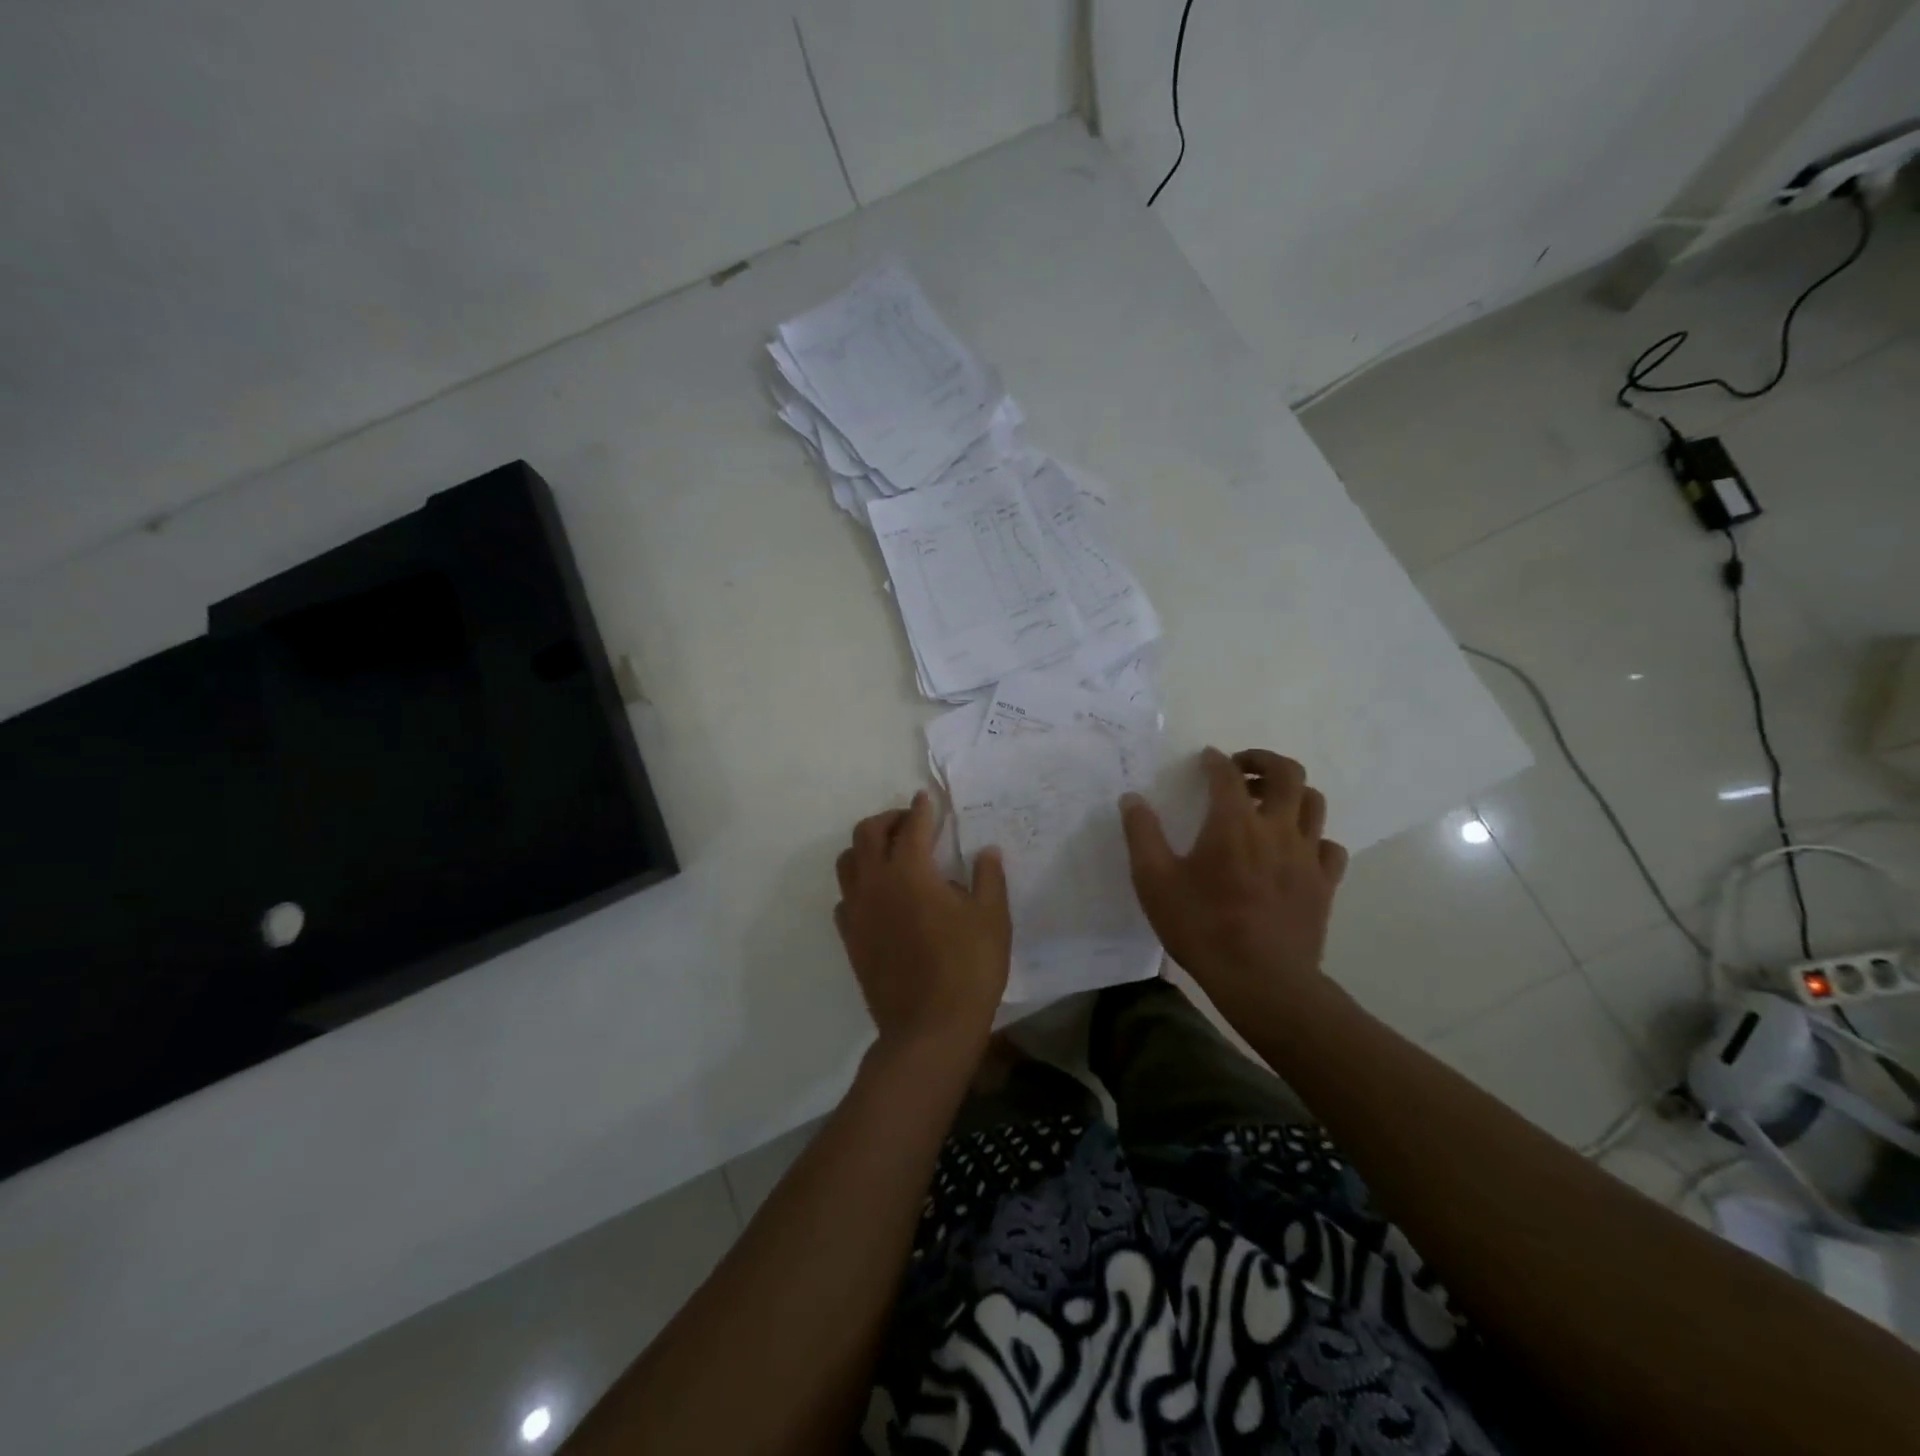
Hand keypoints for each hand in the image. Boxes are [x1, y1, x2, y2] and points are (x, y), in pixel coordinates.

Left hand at [835, 791, 1010, 1059]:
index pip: (911, 826)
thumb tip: (986, 851)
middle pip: (867, 833)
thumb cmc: (968, 968)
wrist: (929, 1029)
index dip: (921, 809)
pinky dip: (859, 886)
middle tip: (910, 824)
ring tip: (890, 855)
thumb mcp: (992, 918)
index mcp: (910, 871)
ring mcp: (857, 912)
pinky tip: (880, 897)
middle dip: (888, 820)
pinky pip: (845, 898)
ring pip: (847, 862)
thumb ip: (988, 877)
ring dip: (866, 848)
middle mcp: (875, 883)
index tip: (927, 799)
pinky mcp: (851, 939)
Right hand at [1120, 748, 1348, 1007]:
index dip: (1214, 760)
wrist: (1262, 981)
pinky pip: (1329, 846)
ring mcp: (1307, 855)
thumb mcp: (1154, 882)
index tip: (1205, 759)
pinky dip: (1313, 837)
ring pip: (1313, 803)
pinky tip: (1295, 849)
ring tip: (1268, 803)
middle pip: (1287, 773)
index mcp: (1233, 823)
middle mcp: (1276, 828)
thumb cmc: (1202, 928)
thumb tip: (1131, 799)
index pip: (1227, 773)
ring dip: (1291, 792)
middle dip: (1263, 760)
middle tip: (1241, 769)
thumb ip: (1142, 835)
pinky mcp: (1325, 883)